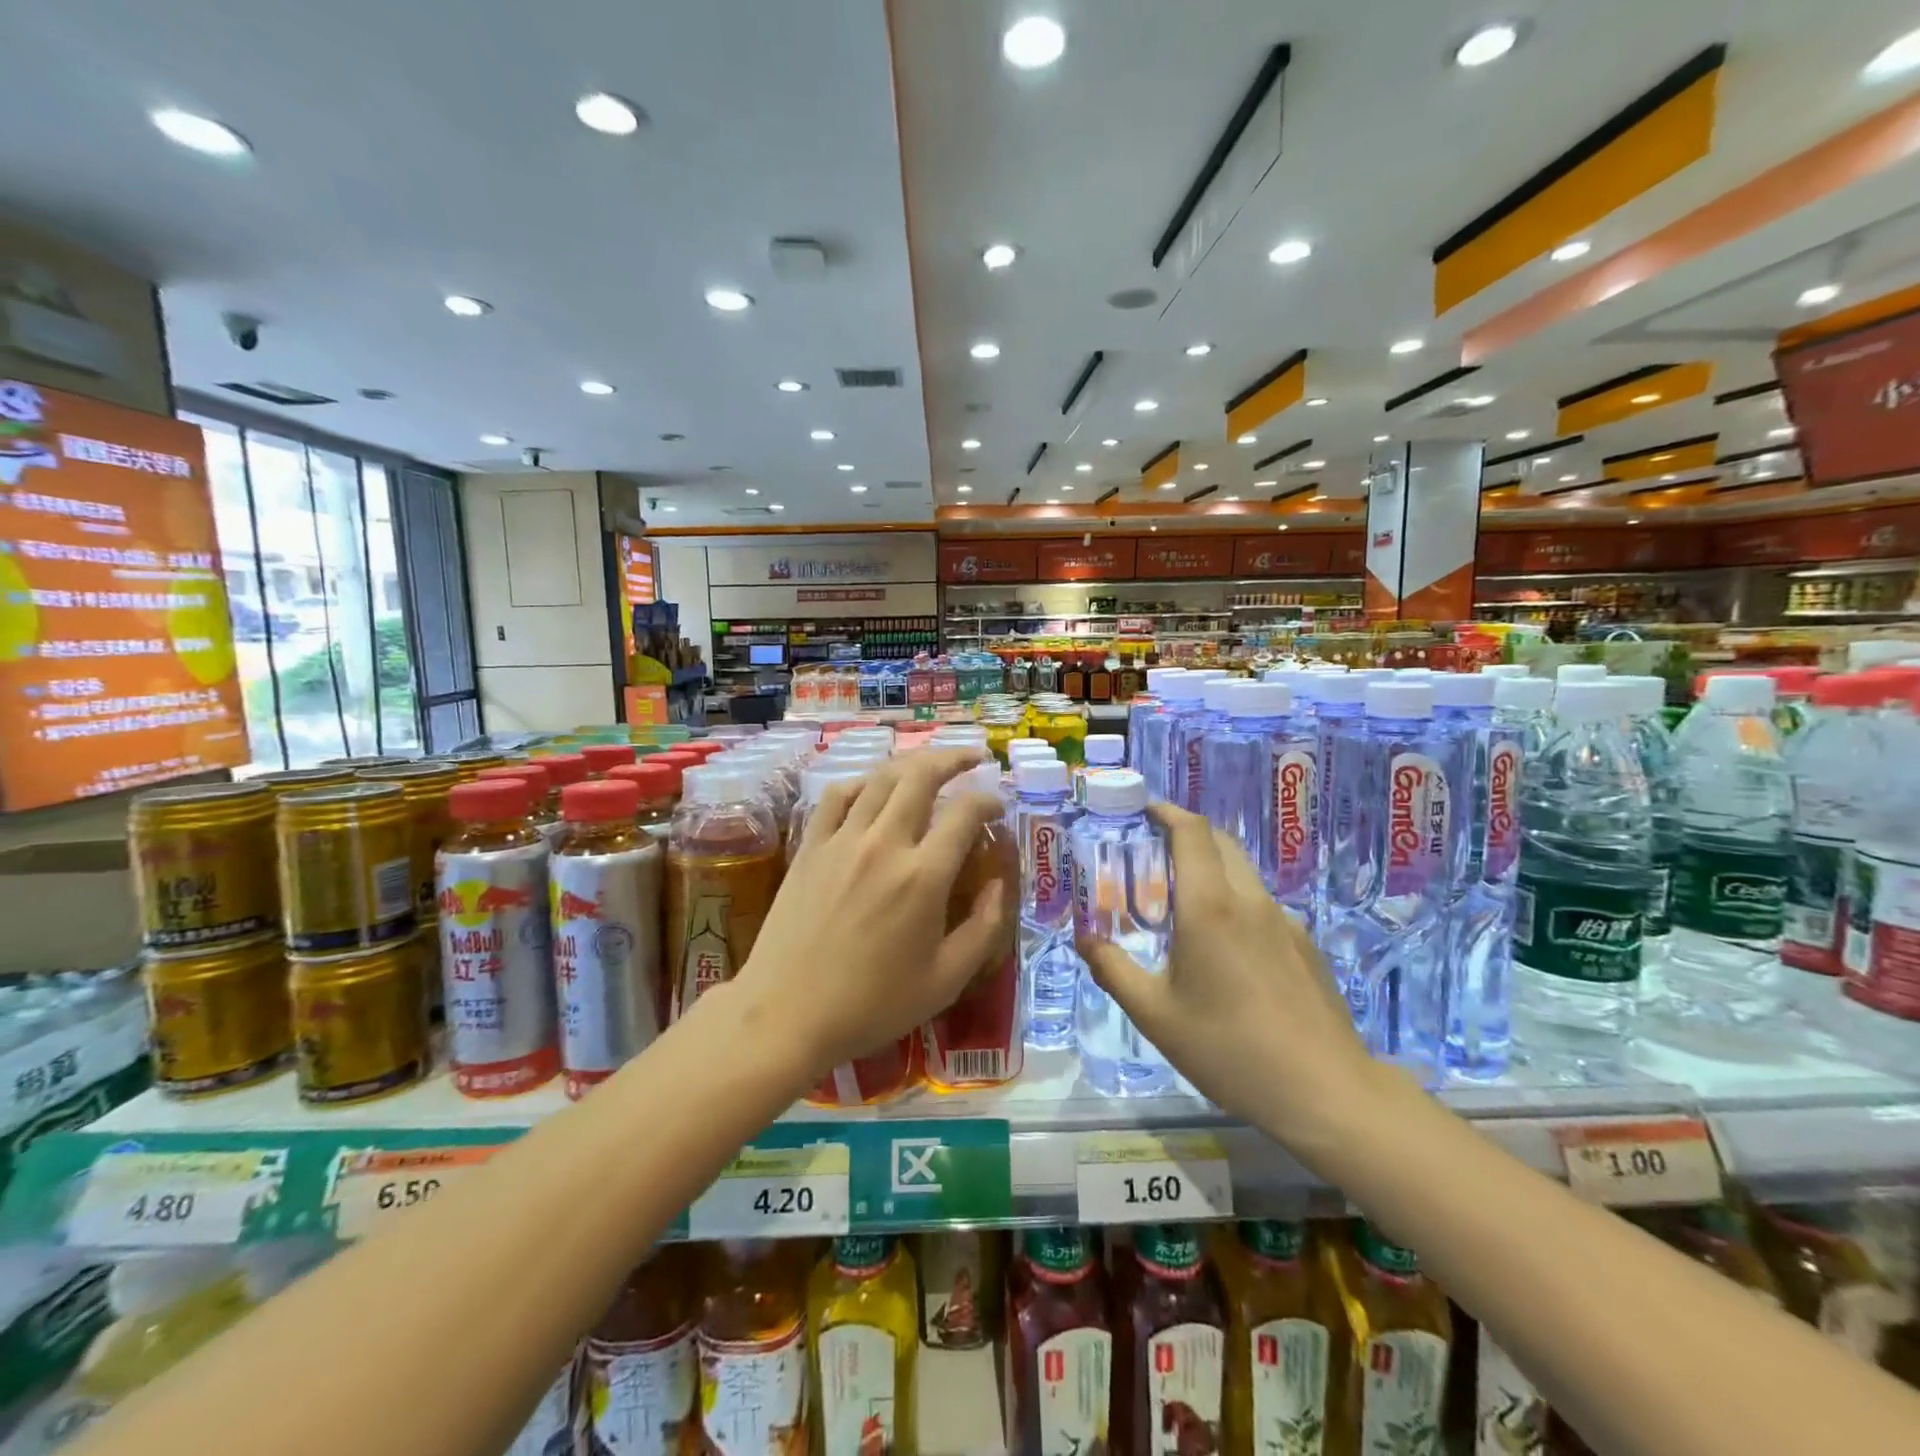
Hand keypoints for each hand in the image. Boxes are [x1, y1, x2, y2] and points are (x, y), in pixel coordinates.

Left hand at [731, 748, 1013, 1082]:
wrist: (786, 1014)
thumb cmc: (872, 1004)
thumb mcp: (945, 980)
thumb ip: (984, 928)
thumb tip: (1001, 884)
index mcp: (923, 876)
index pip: (965, 813)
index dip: (988, 800)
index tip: (997, 807)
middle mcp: (884, 844)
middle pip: (922, 776)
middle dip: (953, 758)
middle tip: (972, 757)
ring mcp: (842, 840)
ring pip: (881, 779)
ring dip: (912, 763)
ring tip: (930, 764)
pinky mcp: (811, 847)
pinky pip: (837, 796)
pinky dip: (862, 783)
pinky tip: (873, 789)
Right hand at [1076, 803, 1385, 1154]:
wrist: (1325, 1092)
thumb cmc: (1229, 1049)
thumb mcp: (1154, 1015)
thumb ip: (1113, 969)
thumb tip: (1085, 939)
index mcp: (1209, 906)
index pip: (1192, 832)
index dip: (1166, 812)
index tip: (1143, 811)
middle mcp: (1249, 901)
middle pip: (1220, 842)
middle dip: (1187, 835)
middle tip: (1153, 855)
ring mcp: (1285, 921)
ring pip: (1244, 873)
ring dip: (1212, 868)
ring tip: (1183, 903)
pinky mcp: (1306, 945)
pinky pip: (1262, 905)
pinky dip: (1235, 901)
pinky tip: (1225, 950)